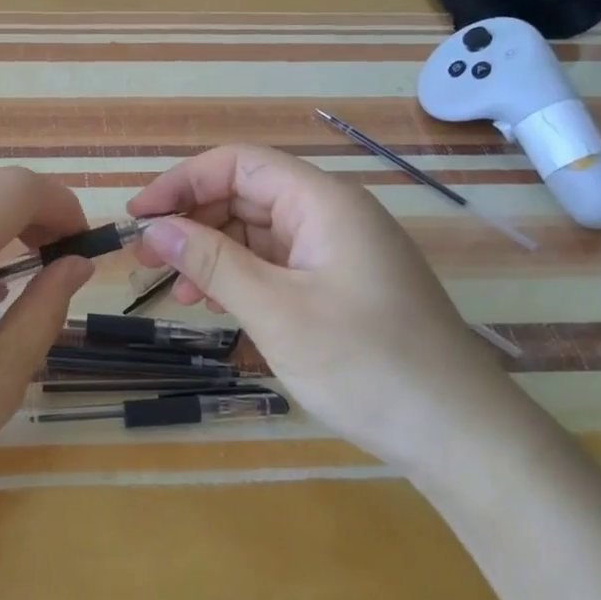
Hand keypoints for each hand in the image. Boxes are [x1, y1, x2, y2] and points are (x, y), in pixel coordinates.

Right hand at [127, 145, 533, 476]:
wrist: (461, 435)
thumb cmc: (367, 364)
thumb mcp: (276, 311)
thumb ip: (212, 262)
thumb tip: (154, 227)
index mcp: (323, 202)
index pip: (239, 164)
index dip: (183, 182)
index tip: (139, 217)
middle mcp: (332, 214)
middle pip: (247, 195)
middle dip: (194, 220)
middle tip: (147, 259)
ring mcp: (339, 251)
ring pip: (259, 232)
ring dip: (213, 253)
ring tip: (179, 290)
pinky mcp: (342, 285)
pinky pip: (279, 264)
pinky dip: (242, 278)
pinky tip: (217, 304)